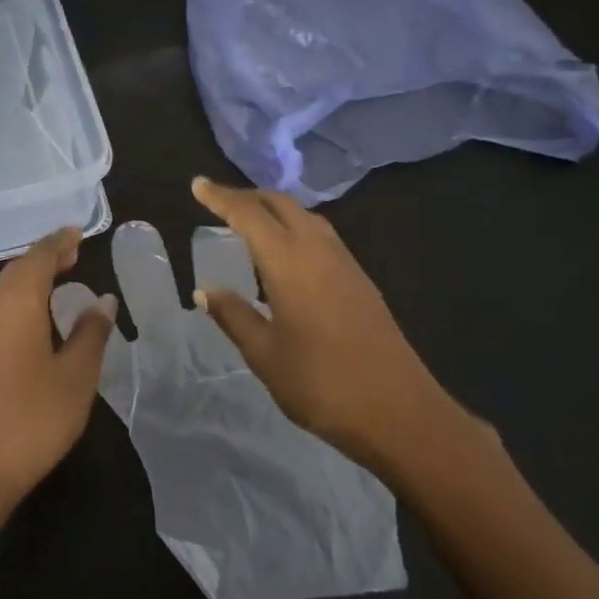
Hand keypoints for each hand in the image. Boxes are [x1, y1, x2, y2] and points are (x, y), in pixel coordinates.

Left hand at [0, 228, 118, 513]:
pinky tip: (28, 320)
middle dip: (44, 258)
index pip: (39, 256)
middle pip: (17, 269)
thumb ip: (91, 333)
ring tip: (54, 283)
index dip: (59, 242)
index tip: (77, 233)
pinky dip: (14, 299)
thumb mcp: (76, 376)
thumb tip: (103, 300)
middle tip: (72, 256)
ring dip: (27, 279)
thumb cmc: (33, 418)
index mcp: (17, 301)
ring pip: (1, 288)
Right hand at [190, 176, 472, 478]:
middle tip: (217, 201)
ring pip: (304, 216)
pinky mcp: (360, 280)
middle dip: (247, 196)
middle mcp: (318, 250)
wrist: (401, 414)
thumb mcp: (265, 354)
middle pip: (280, 204)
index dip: (220, 197)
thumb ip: (234, 316)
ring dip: (273, 210)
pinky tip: (283, 253)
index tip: (197, 185)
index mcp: (289, 262)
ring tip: (247, 221)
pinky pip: (320, 235)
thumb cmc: (322, 384)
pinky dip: (293, 227)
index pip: (248, 214)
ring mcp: (344, 263)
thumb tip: (205, 290)